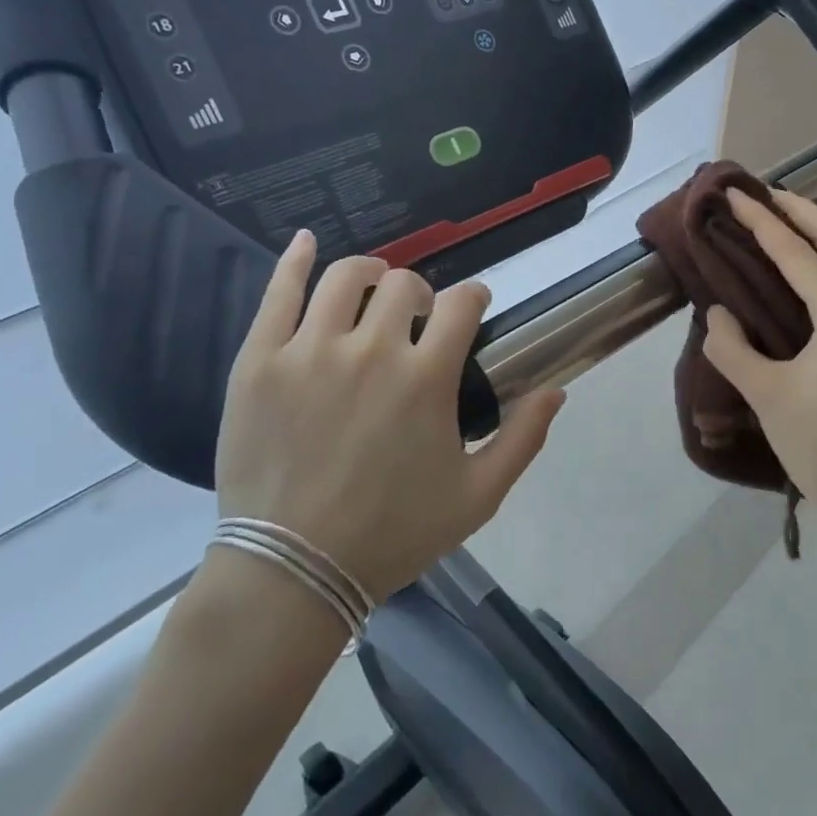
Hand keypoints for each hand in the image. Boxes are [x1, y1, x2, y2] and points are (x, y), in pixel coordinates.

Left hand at [212, 230, 565, 600]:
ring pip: (346, 277)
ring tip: (372, 287)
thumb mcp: (478, 496)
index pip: (463, 304)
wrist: (293, 571)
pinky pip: (278, 292)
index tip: (472, 308)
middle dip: (423, 293)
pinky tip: (306, 243)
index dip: (474, 297)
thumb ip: (523, 438)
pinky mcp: (260, 360)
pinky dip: (295, 260)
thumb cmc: (392, 534)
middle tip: (419, 318)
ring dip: (371, 272)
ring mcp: (309, 351)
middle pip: (406, 284)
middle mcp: (371, 350)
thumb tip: (557, 389)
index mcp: (425, 378)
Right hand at [701, 189, 816, 531]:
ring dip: (815, 233)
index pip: (798, 254)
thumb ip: (732, 346)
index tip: (735, 194)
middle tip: (763, 192)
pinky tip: (799, 268)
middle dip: (801, 210)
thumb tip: (719, 313)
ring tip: (777, 219)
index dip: (762, 222)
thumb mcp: (765, 394)